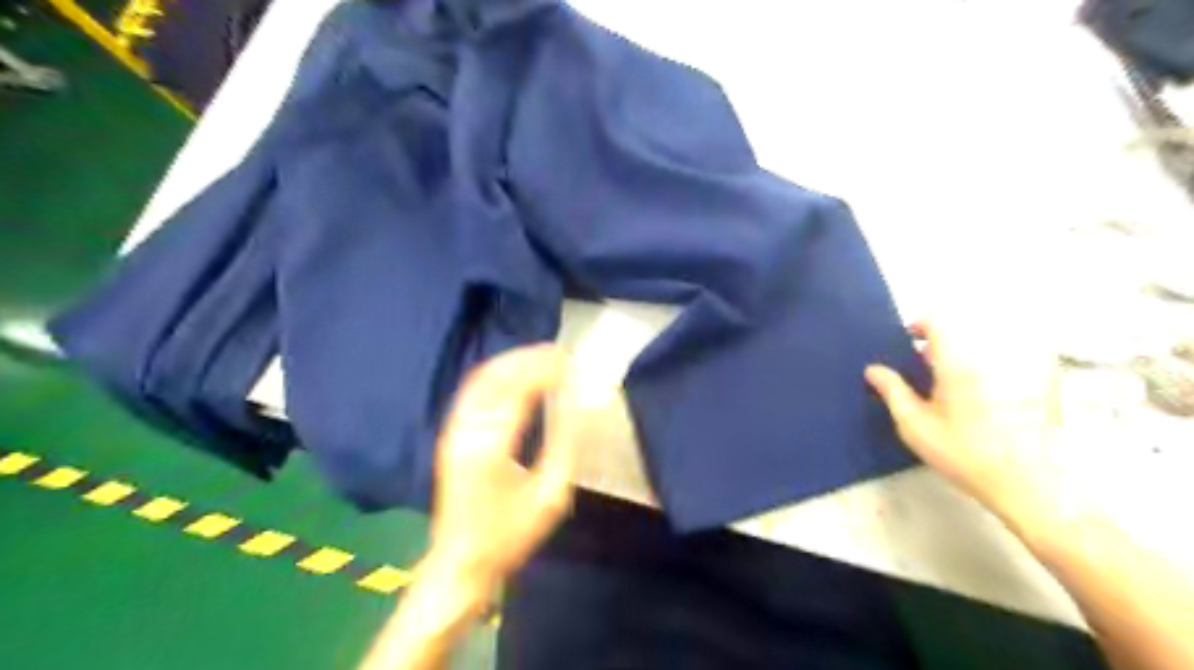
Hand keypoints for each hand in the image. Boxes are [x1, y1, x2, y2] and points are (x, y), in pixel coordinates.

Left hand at [422, 346, 581, 602]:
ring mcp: (455, 431)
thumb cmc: (509, 535)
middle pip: (497, 376)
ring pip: (482, 379)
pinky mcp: (451, 434)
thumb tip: (583, 407)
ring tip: (544, 356)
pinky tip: (517, 372)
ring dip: (513, 361)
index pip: (519, 390)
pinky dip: (497, 374)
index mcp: (491, 448)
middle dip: (530, 358)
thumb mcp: (549, 498)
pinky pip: (473, 391)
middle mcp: (467, 431)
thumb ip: (566, 447)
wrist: (459, 560)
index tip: (573, 362)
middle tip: (562, 353)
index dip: (546, 369)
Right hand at [870, 320, 1062, 532]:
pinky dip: (989, 371)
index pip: (938, 324)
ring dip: (962, 359)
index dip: (919, 325)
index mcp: (958, 364)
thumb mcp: (915, 425)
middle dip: (938, 347)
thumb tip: (873, 369)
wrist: (1028, 484)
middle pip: (961, 336)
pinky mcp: (1040, 386)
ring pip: (983, 351)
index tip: (907, 340)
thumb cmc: (963, 453)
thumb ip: (892, 391)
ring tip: (950, 387)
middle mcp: (990, 359)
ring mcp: (1018, 371)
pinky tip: (981, 399)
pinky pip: (1009, 364)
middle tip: (923, 371)